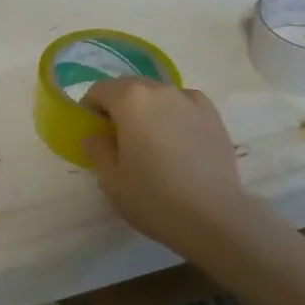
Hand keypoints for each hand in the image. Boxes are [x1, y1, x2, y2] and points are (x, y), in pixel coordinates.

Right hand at [80, 79, 251, 255]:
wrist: (214, 217)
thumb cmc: (154, 198)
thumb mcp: (111, 180)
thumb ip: (96, 149)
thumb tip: (94, 135)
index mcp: (130, 99)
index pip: (99, 90)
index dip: (91, 109)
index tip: (93, 133)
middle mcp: (159, 89)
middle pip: (129, 88)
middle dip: (119, 107)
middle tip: (120, 140)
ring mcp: (189, 99)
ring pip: (158, 95)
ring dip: (147, 110)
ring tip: (152, 142)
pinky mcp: (213, 114)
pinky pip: (183, 104)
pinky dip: (175, 114)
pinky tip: (178, 141)